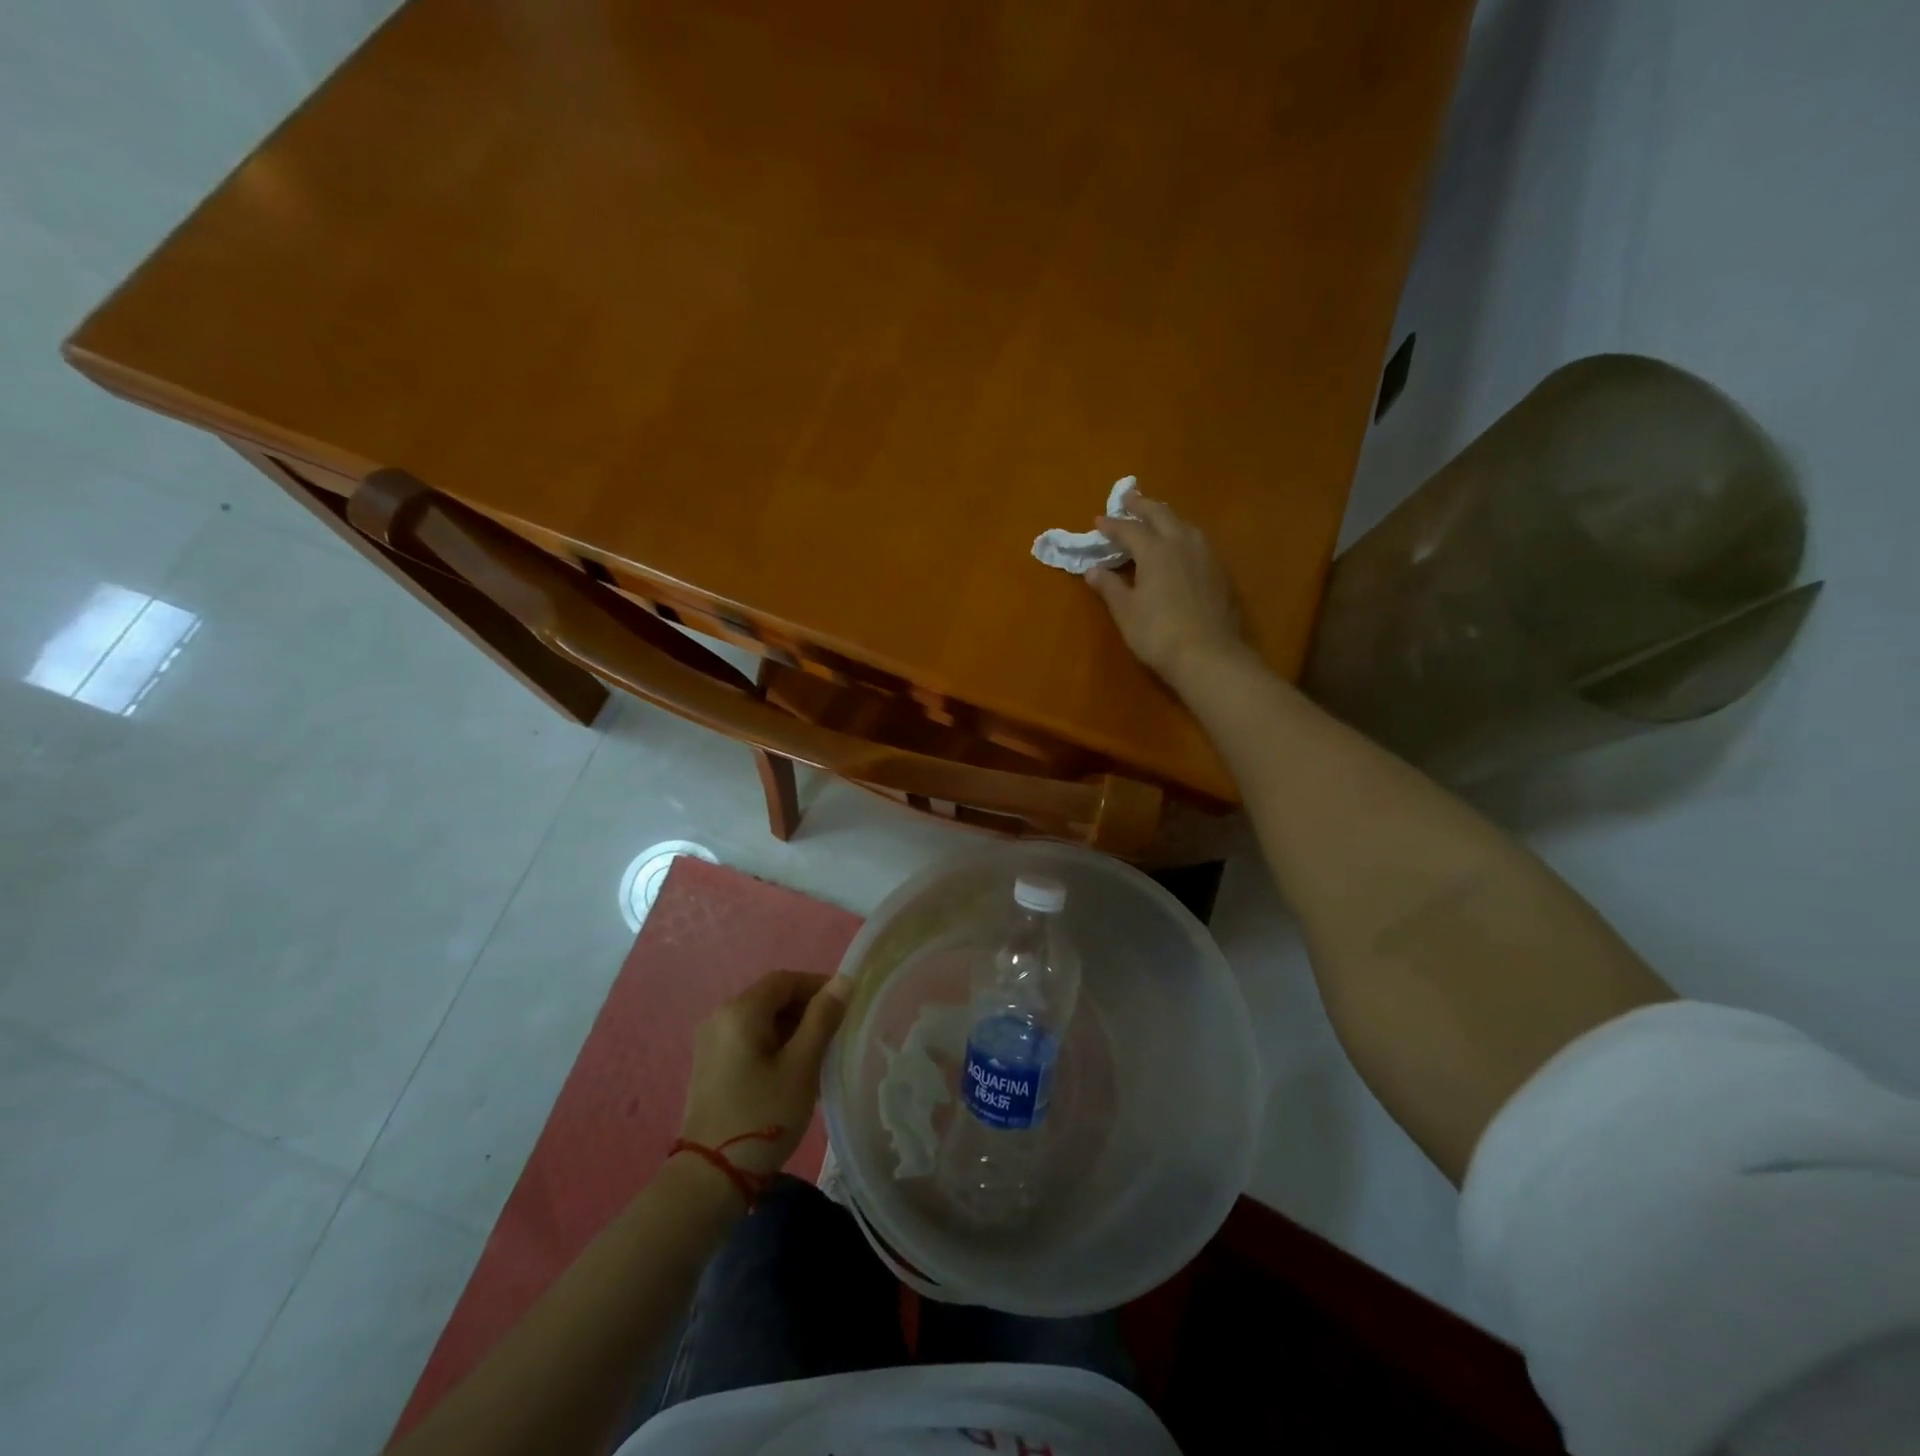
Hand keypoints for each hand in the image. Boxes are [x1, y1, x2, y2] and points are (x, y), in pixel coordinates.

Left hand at [679, 971, 851, 1177]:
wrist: (711, 1177)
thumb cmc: (763, 1115)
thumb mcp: (802, 1065)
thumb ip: (822, 1018)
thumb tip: (843, 981)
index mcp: (740, 1011)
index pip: (785, 980)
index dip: (818, 986)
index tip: (845, 1008)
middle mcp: (720, 1017)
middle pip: (771, 997)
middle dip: (806, 1009)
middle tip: (834, 1036)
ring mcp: (711, 1042)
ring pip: (761, 1020)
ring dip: (791, 1029)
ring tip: (817, 1057)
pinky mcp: (710, 1065)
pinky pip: (748, 1039)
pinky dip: (773, 1044)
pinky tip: (791, 1072)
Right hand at [1088, 493, 1251, 690]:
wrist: (1209, 655)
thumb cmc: (1158, 633)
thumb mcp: (1126, 612)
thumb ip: (1110, 587)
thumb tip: (1093, 570)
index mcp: (1155, 550)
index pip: (1129, 529)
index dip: (1113, 525)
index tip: (1099, 520)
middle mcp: (1182, 543)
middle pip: (1161, 515)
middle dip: (1142, 505)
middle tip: (1129, 499)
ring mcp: (1206, 555)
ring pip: (1184, 525)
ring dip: (1166, 517)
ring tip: (1156, 518)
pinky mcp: (1220, 571)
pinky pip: (1198, 541)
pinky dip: (1183, 535)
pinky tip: (1181, 546)